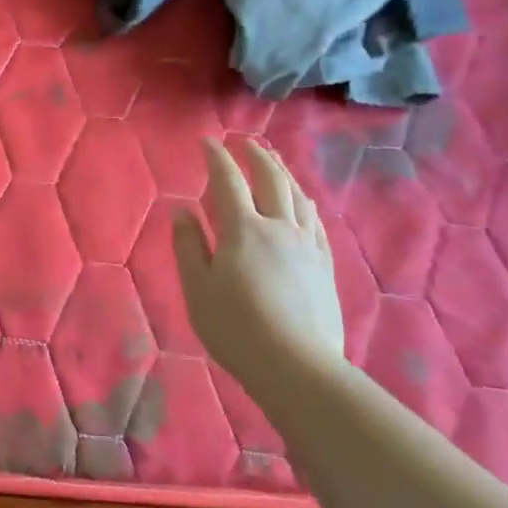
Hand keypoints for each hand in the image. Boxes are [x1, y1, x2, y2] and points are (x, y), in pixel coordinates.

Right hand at [173, 137, 345, 373]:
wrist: (296, 366)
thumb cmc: (235, 327)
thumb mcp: (197, 288)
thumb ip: (189, 245)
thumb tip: (182, 210)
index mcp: (243, 230)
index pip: (228, 182)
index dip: (217, 158)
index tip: (208, 141)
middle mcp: (279, 228)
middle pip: (271, 180)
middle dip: (256, 156)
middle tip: (245, 142)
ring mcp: (307, 246)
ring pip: (298, 196)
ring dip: (284, 173)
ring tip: (275, 161)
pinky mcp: (324, 266)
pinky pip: (317, 222)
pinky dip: (306, 203)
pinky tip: (304, 202)